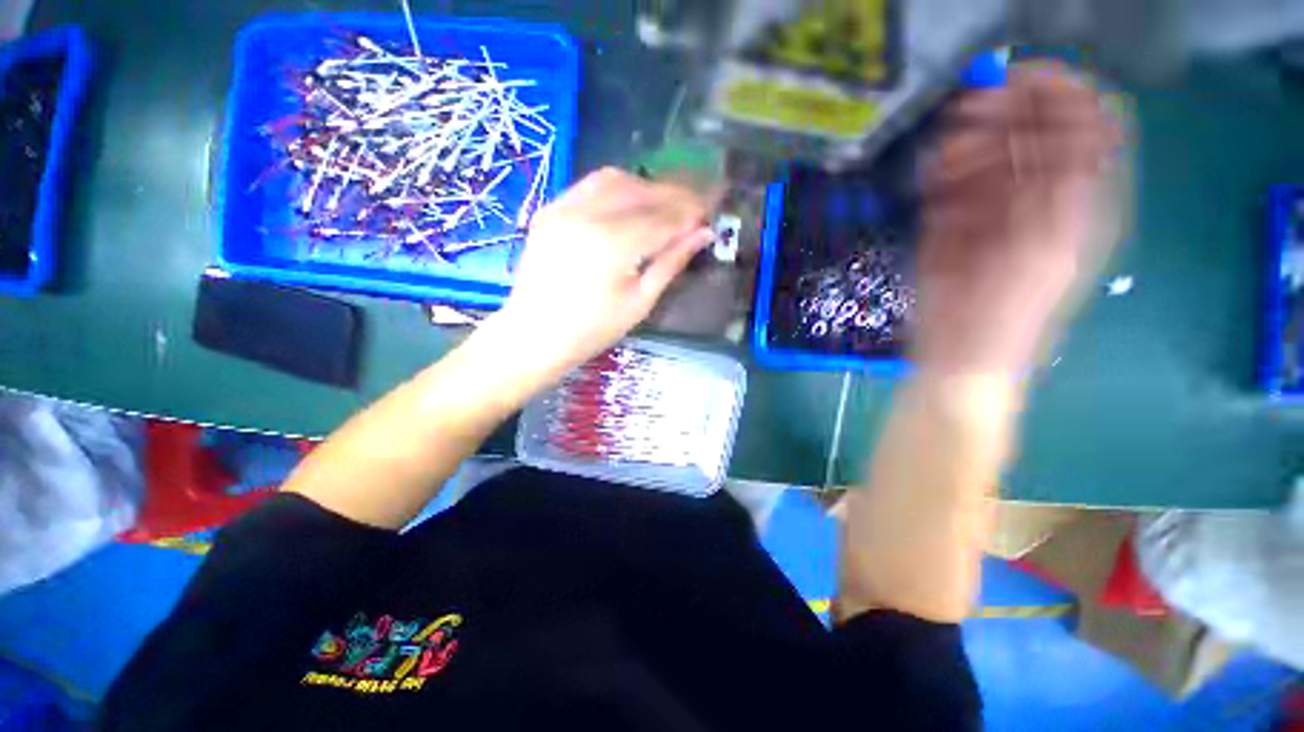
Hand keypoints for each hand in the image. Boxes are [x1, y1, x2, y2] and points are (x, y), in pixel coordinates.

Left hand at [489, 168, 712, 379]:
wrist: (534, 335)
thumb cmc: (592, 330)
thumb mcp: (639, 302)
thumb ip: (671, 262)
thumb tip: (703, 233)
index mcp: (613, 245)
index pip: (663, 218)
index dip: (690, 213)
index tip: (710, 211)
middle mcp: (587, 214)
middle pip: (642, 191)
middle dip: (673, 195)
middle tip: (694, 206)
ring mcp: (563, 207)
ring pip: (615, 179)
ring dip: (646, 187)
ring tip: (664, 205)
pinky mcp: (549, 209)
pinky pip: (590, 185)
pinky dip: (617, 188)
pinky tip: (630, 205)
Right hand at [915, 62, 1125, 376]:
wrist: (960, 354)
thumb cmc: (1009, 315)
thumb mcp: (1048, 251)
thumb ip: (1064, 188)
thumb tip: (1072, 121)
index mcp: (1080, 198)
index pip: (1087, 120)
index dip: (1058, 91)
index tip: (1014, 80)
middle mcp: (1040, 192)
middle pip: (1033, 126)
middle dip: (1001, 112)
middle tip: (964, 117)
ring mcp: (994, 205)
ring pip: (988, 149)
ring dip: (965, 147)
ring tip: (942, 169)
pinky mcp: (953, 221)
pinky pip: (950, 180)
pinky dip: (941, 175)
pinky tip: (932, 190)